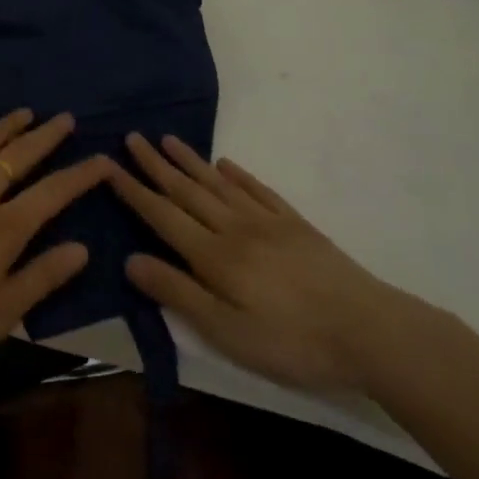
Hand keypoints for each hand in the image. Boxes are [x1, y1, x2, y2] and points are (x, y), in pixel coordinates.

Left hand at [0, 110, 107, 380]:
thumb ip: (41, 279)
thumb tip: (82, 249)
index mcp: (2, 230)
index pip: (53, 193)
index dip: (82, 174)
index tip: (103, 159)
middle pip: (19, 156)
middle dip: (47, 136)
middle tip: (66, 118)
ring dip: (7, 127)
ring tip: (26, 112)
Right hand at [106, 133, 427, 395]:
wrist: (369, 330)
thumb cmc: (292, 341)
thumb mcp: (226, 332)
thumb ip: (178, 293)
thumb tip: (130, 260)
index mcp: (214, 255)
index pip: (163, 215)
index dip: (134, 191)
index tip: (109, 165)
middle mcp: (235, 228)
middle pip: (187, 191)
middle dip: (156, 165)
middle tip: (132, 137)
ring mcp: (268, 222)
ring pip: (218, 184)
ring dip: (190, 161)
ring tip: (168, 140)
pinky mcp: (295, 225)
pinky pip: (258, 190)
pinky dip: (238, 175)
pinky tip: (226, 164)